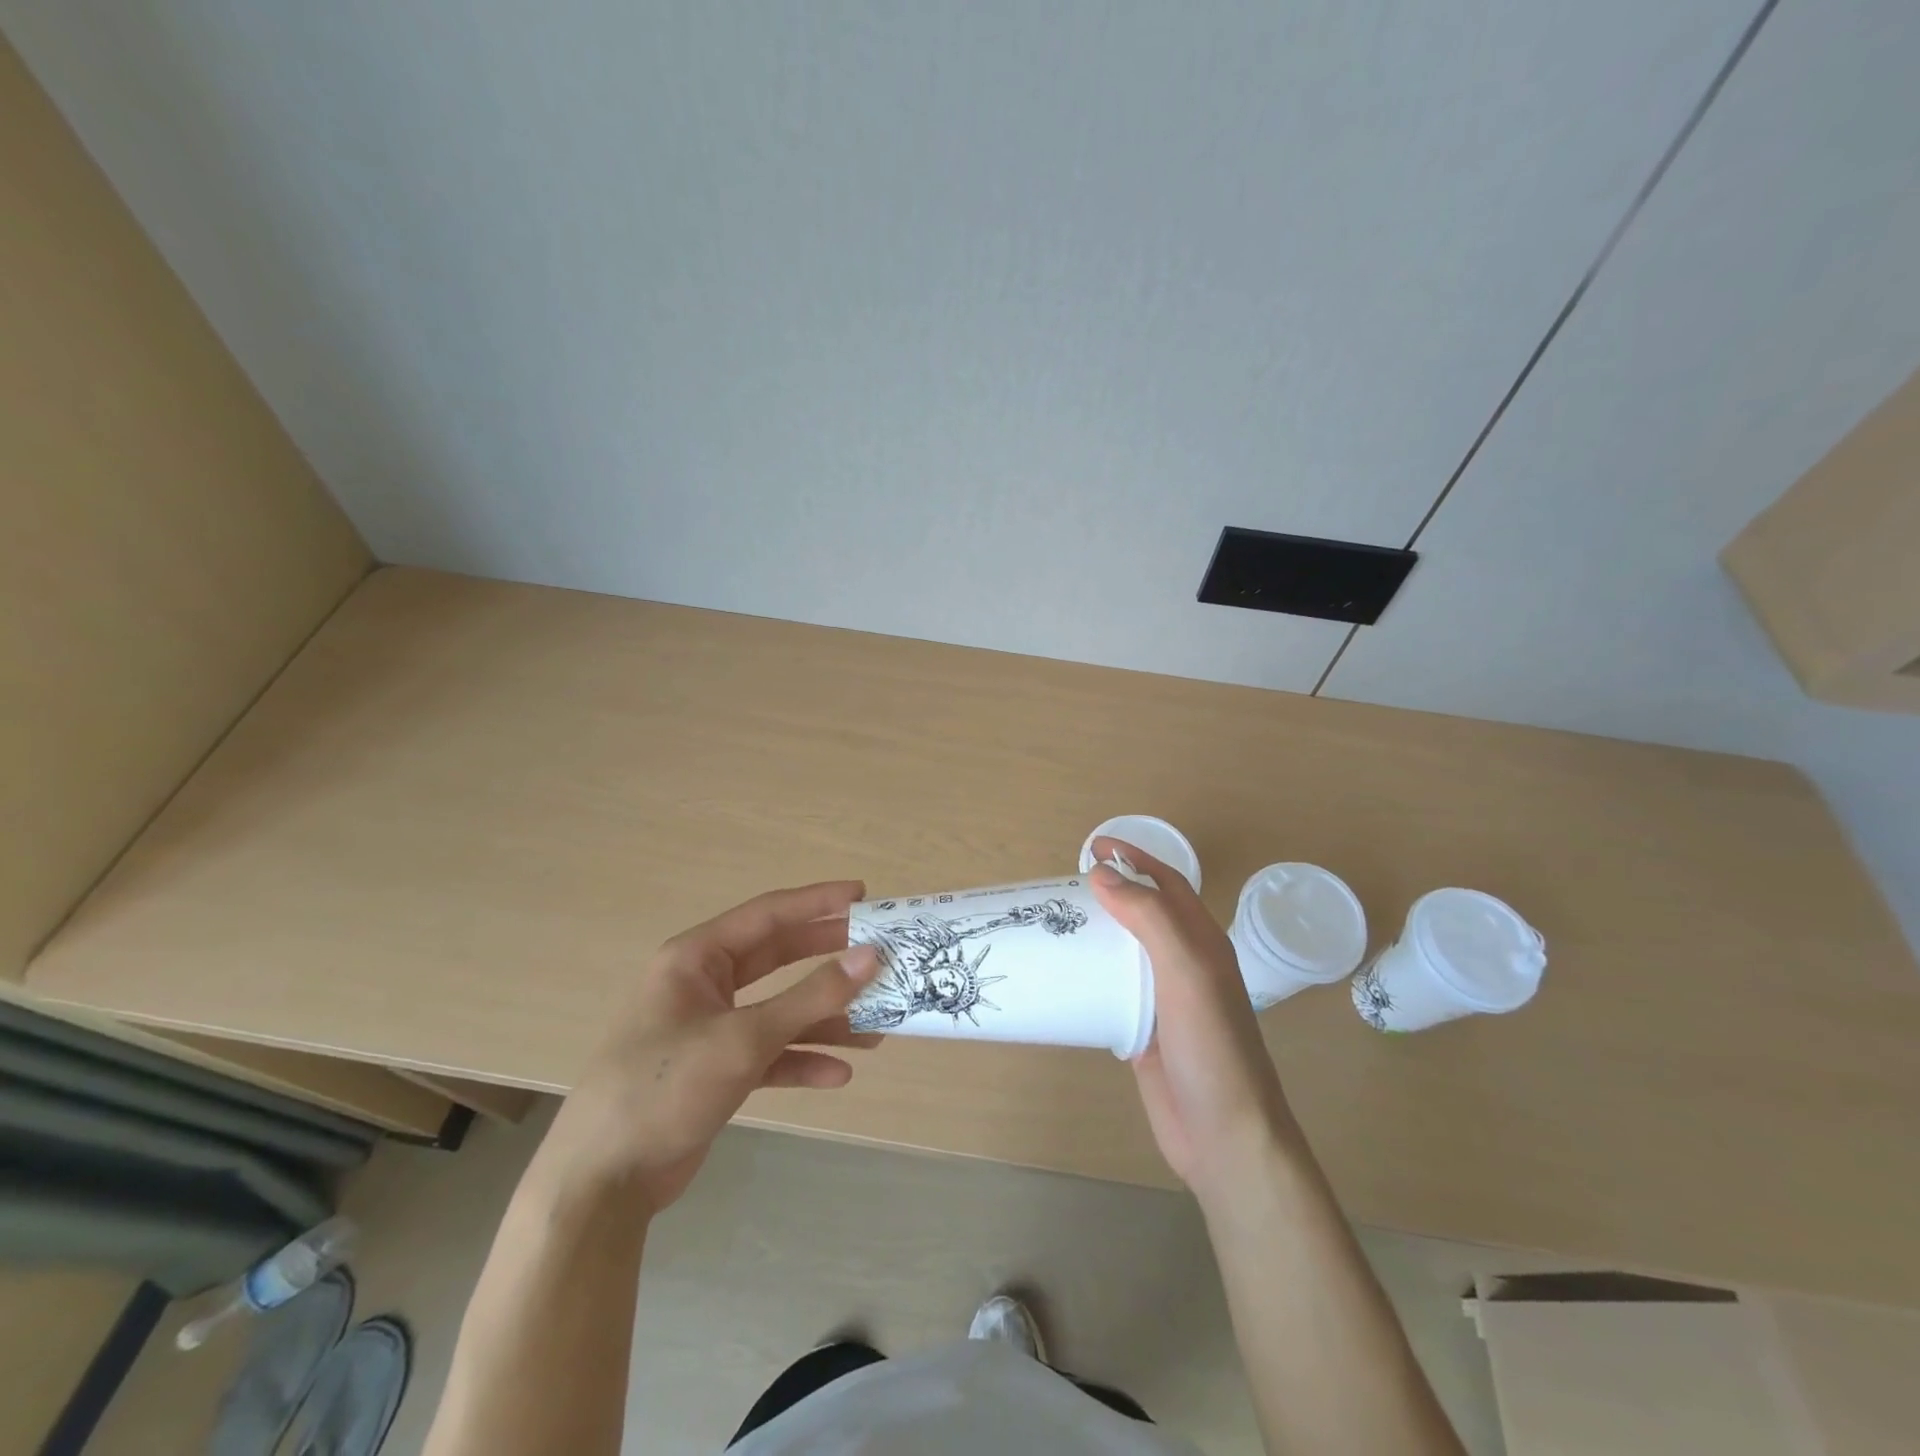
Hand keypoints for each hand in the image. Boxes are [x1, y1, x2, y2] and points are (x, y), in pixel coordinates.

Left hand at [533, 881, 883, 1217]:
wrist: (602, 1183)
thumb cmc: (666, 1087)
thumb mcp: (744, 1039)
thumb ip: (811, 998)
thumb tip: (871, 956)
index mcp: (697, 958)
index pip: (768, 914)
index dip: (817, 902)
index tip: (863, 895)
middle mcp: (704, 984)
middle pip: (778, 958)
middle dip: (828, 957)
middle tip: (878, 950)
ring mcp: (710, 1027)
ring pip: (779, 1009)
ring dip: (824, 1018)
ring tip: (876, 1026)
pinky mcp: (716, 1069)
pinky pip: (769, 1052)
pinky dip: (802, 1060)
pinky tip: (838, 1074)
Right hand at [1090, 840, 1301, 1205]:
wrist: (1225, 1136)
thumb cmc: (1212, 1047)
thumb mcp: (1187, 972)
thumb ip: (1150, 920)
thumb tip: (1103, 875)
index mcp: (1202, 943)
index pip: (1167, 884)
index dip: (1135, 859)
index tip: (1094, 847)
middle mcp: (1185, 965)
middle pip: (1145, 914)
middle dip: (1111, 891)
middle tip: (1063, 886)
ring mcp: (1165, 1000)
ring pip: (1126, 952)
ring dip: (1097, 932)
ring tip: (1056, 923)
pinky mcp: (1144, 1031)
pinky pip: (1113, 990)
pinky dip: (1091, 975)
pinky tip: (1064, 976)